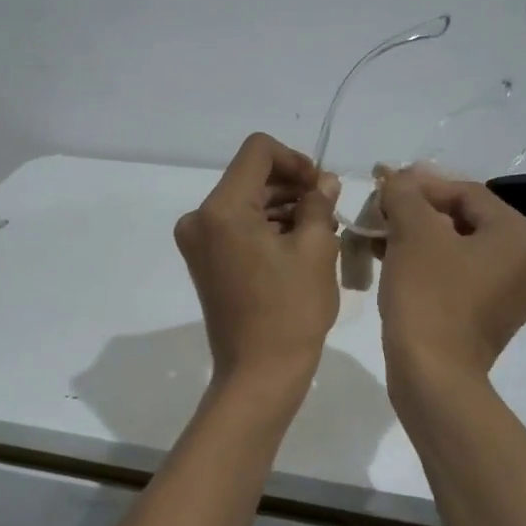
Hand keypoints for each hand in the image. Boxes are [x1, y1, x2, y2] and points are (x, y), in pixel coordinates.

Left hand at [175, 134, 339, 383]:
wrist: (259, 373)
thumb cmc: (291, 311)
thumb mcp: (316, 250)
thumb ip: (319, 204)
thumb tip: (324, 182)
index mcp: (222, 209)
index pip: (258, 151)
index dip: (295, 160)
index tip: (321, 187)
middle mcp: (199, 218)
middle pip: (250, 177)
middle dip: (291, 186)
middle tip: (328, 208)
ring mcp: (198, 241)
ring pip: (245, 202)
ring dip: (281, 207)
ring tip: (319, 229)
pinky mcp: (204, 261)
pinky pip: (237, 227)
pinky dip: (266, 227)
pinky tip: (298, 244)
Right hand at [376, 165, 525, 386]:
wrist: (432, 376)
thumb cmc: (428, 296)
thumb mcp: (412, 233)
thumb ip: (405, 193)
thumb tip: (398, 176)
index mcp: (525, 238)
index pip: (468, 193)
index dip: (421, 185)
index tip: (383, 185)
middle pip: (466, 220)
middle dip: (419, 213)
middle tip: (381, 210)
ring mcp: (515, 294)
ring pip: (461, 248)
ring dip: (420, 237)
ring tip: (380, 234)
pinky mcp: (494, 317)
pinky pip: (462, 275)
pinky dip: (430, 264)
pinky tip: (393, 260)